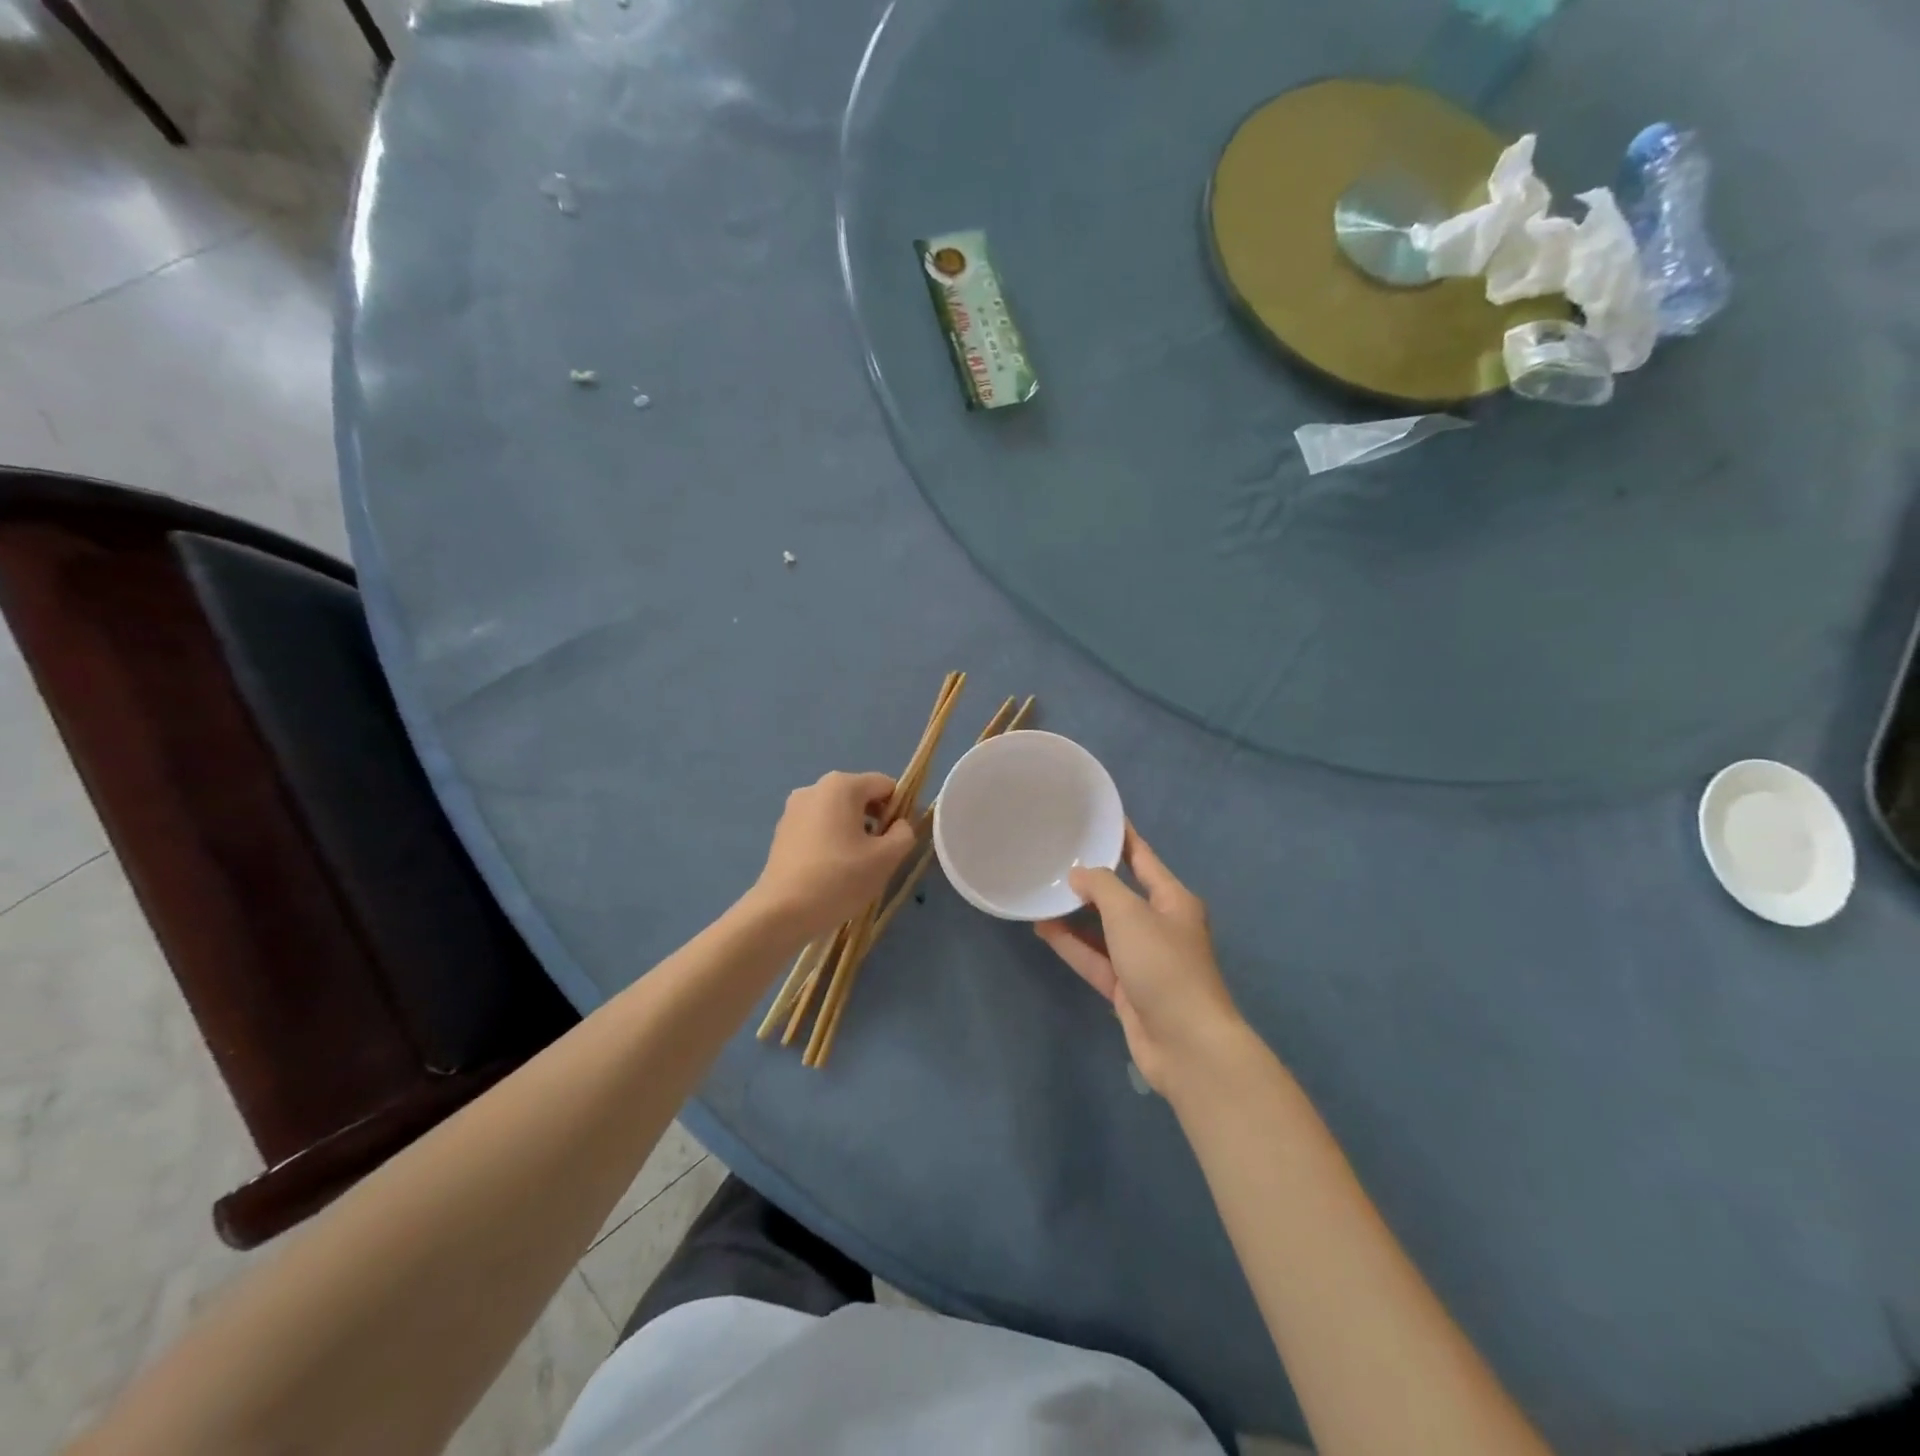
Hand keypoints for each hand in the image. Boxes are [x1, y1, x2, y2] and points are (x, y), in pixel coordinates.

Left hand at [749, 771, 916, 942]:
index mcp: (842, 785)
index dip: (900, 810)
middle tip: (878, 856)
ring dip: (854, 832)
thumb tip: (899, 825)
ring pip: (839, 813)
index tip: (898, 840)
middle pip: (861, 797)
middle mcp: (815, 788)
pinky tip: (831, 870)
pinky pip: (819, 826)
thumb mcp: (886, 858)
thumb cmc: (839, 878)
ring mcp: (794, 809)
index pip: (886, 786)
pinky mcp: (782, 830)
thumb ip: (904, 834)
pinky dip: (832, 840)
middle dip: (876, 821)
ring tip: (855, 866)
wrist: (782, 912)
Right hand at [1035, 825, 1244, 1095]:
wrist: (1186, 1044)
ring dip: (1074, 914)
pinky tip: (1043, 929)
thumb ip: (1102, 887)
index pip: (1143, 858)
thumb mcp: (1130, 914)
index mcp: (1173, 900)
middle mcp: (1160, 925)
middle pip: (1120, 894)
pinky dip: (1072, 945)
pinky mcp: (1126, 988)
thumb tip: (1079, 875)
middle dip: (1090, 878)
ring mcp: (1143, 959)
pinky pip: (1094, 958)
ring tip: (1040, 892)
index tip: (1097, 817)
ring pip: (1102, 928)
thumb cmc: (1164, 965)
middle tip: (1054, 856)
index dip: (1122, 836)